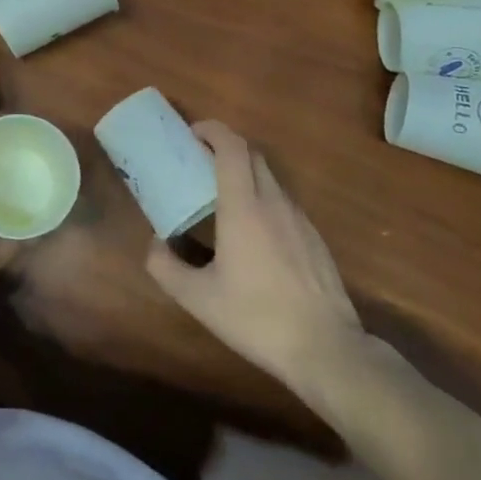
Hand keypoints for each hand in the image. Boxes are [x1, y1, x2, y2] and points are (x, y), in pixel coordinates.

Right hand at [145, 121, 368, 409]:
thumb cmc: (256, 317)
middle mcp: (273, 203)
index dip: (212, 130)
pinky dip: (262, 198)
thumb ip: (165, 266)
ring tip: (221, 196)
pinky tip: (252, 232)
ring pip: (269, 178)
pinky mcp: (314, 238)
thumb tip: (154, 244)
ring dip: (244, 173)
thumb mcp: (197, 298)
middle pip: (252, 155)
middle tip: (199, 161)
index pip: (232, 147)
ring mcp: (299, 219)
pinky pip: (283, 202)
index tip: (191, 134)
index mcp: (243, 208)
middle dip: (225, 147)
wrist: (326, 349)